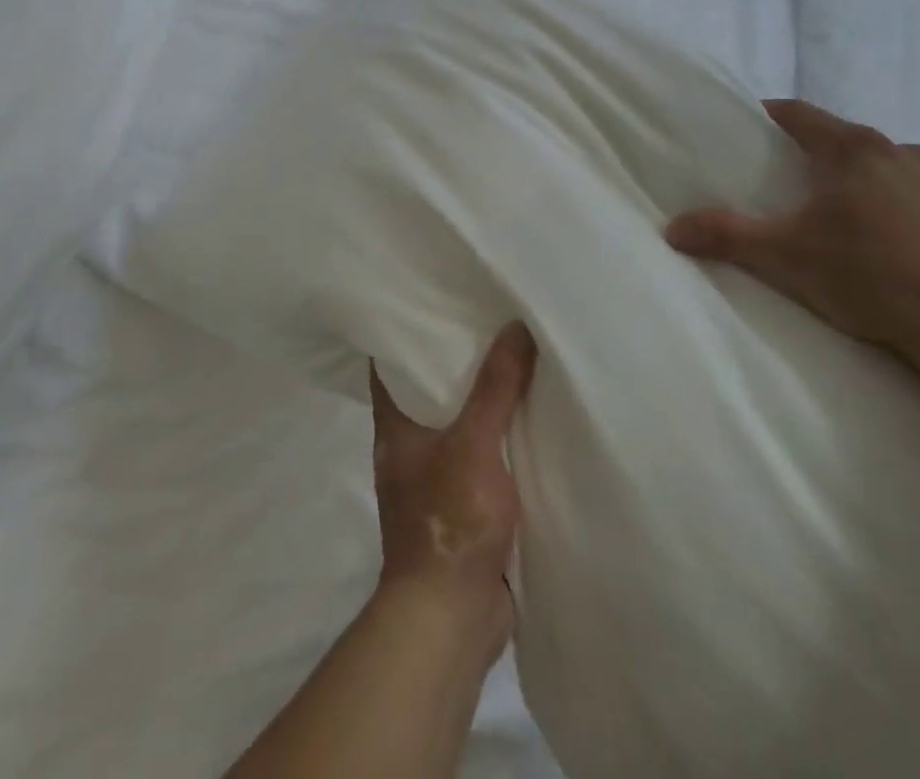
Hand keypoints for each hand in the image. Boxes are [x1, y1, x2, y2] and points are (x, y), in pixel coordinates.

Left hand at [370, 323, 536, 659]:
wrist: (452, 618)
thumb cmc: (448, 521)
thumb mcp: (473, 444)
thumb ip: (495, 388)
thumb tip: (516, 326)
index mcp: (395, 425)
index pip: (391, 362)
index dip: (408, 330)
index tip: (436, 300)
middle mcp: (409, 444)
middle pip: (430, 388)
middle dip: (458, 359)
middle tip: (490, 318)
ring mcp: (435, 475)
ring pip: (459, 421)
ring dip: (483, 398)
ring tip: (515, 355)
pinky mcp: (463, 502)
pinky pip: (481, 454)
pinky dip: (499, 435)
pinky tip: (528, 417)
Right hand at [665, 99, 919, 390]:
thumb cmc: (867, 276)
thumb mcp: (783, 256)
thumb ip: (725, 235)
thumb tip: (672, 229)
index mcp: (852, 148)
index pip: (798, 113)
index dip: (767, 116)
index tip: (744, 131)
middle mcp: (897, 150)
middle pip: (838, 137)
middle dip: (808, 151)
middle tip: (780, 178)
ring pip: (879, 162)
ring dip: (852, 175)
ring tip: (831, 208)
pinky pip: (912, 189)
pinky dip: (888, 199)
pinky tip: (881, 235)